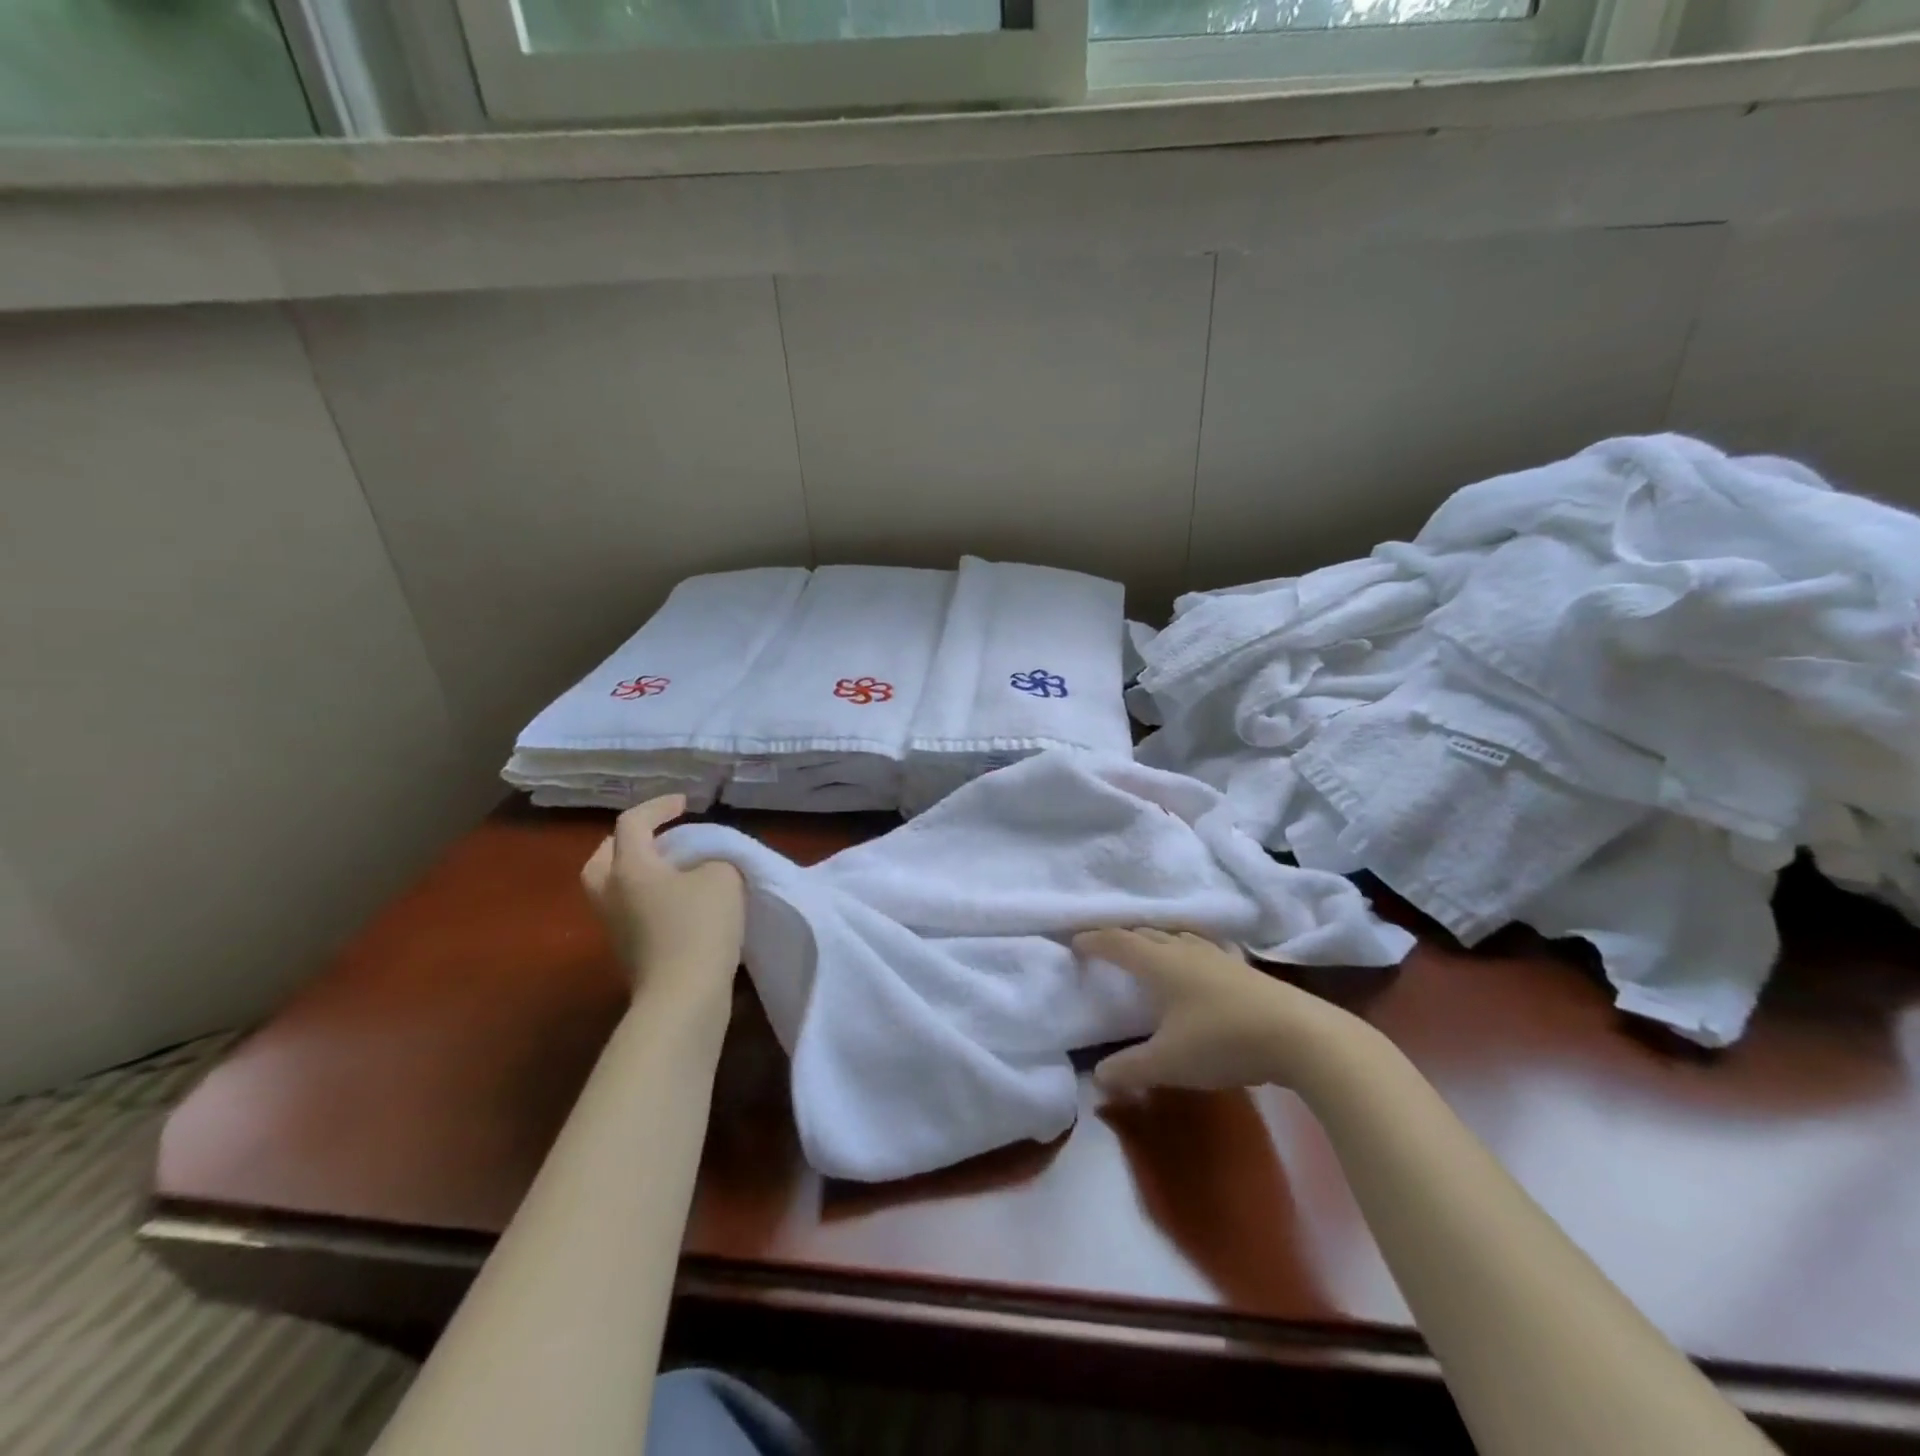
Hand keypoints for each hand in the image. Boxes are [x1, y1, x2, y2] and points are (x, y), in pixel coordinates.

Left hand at [582, 796, 745, 1004]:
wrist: (683, 998)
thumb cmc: (700, 927)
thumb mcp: (723, 878)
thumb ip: (714, 859)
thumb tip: (705, 867)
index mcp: (629, 868)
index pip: (633, 823)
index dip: (659, 806)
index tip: (685, 803)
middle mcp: (611, 893)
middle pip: (605, 856)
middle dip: (630, 841)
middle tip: (660, 837)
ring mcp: (614, 927)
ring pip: (613, 886)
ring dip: (636, 871)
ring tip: (671, 869)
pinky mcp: (628, 952)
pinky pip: (629, 910)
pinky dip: (647, 897)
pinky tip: (678, 902)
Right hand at [1074, 929, 1365, 1093]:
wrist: (1300, 1036)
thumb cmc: (1222, 1041)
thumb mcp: (1169, 1063)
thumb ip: (1129, 1069)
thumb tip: (1096, 1079)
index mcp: (1160, 964)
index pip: (1118, 943)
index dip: (1094, 941)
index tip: (1075, 941)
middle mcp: (1185, 950)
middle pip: (1148, 934)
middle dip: (1124, 937)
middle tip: (1108, 947)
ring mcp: (1218, 956)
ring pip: (1178, 937)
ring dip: (1157, 941)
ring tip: (1149, 952)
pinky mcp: (1244, 969)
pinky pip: (1204, 949)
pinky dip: (1188, 951)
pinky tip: (1198, 966)